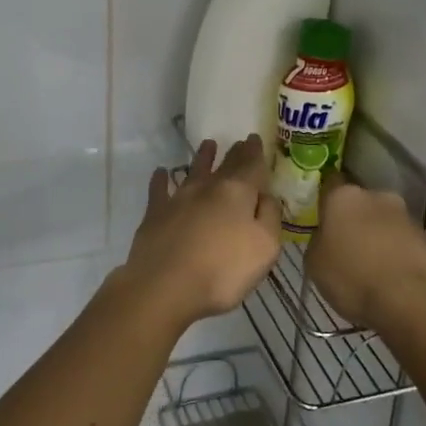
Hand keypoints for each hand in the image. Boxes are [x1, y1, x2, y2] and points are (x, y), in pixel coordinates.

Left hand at [120, 135, 281, 325]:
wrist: (165, 286)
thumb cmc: (223, 270)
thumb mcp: (265, 248)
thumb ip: (270, 217)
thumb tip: (267, 196)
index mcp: (238, 192)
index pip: (251, 165)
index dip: (255, 152)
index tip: (255, 139)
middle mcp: (208, 188)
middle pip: (225, 166)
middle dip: (234, 153)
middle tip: (239, 141)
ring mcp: (179, 199)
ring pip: (193, 170)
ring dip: (202, 157)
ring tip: (208, 144)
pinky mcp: (155, 214)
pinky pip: (159, 189)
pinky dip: (161, 179)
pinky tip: (161, 172)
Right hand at [306, 183, 425, 329]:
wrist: (412, 300)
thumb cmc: (353, 277)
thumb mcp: (315, 263)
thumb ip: (319, 241)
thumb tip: (326, 238)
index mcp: (344, 196)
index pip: (330, 183)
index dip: (324, 200)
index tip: (320, 217)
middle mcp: (378, 196)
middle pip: (361, 202)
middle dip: (354, 219)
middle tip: (345, 245)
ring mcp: (407, 216)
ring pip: (384, 221)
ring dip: (377, 236)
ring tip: (370, 266)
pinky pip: (403, 242)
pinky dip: (396, 253)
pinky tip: (390, 277)